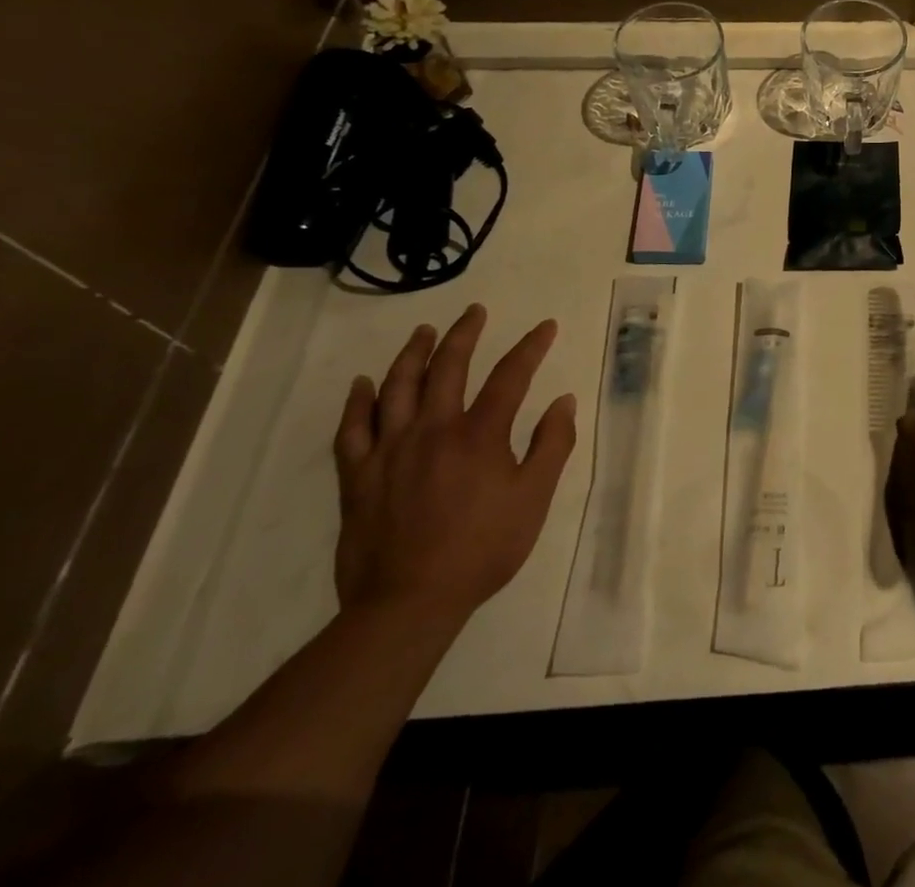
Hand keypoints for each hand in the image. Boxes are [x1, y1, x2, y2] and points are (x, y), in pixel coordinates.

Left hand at [334, 304, 576, 632]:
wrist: (408, 603)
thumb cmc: (482, 549)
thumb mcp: (534, 499)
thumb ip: (552, 445)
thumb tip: (562, 401)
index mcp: (479, 435)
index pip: (510, 376)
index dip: (531, 347)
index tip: (546, 327)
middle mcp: (433, 430)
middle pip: (447, 368)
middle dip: (464, 334)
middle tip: (474, 312)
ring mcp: (390, 451)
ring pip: (397, 388)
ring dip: (412, 354)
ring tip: (423, 332)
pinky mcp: (357, 477)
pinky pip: (352, 430)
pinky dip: (356, 403)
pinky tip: (362, 384)